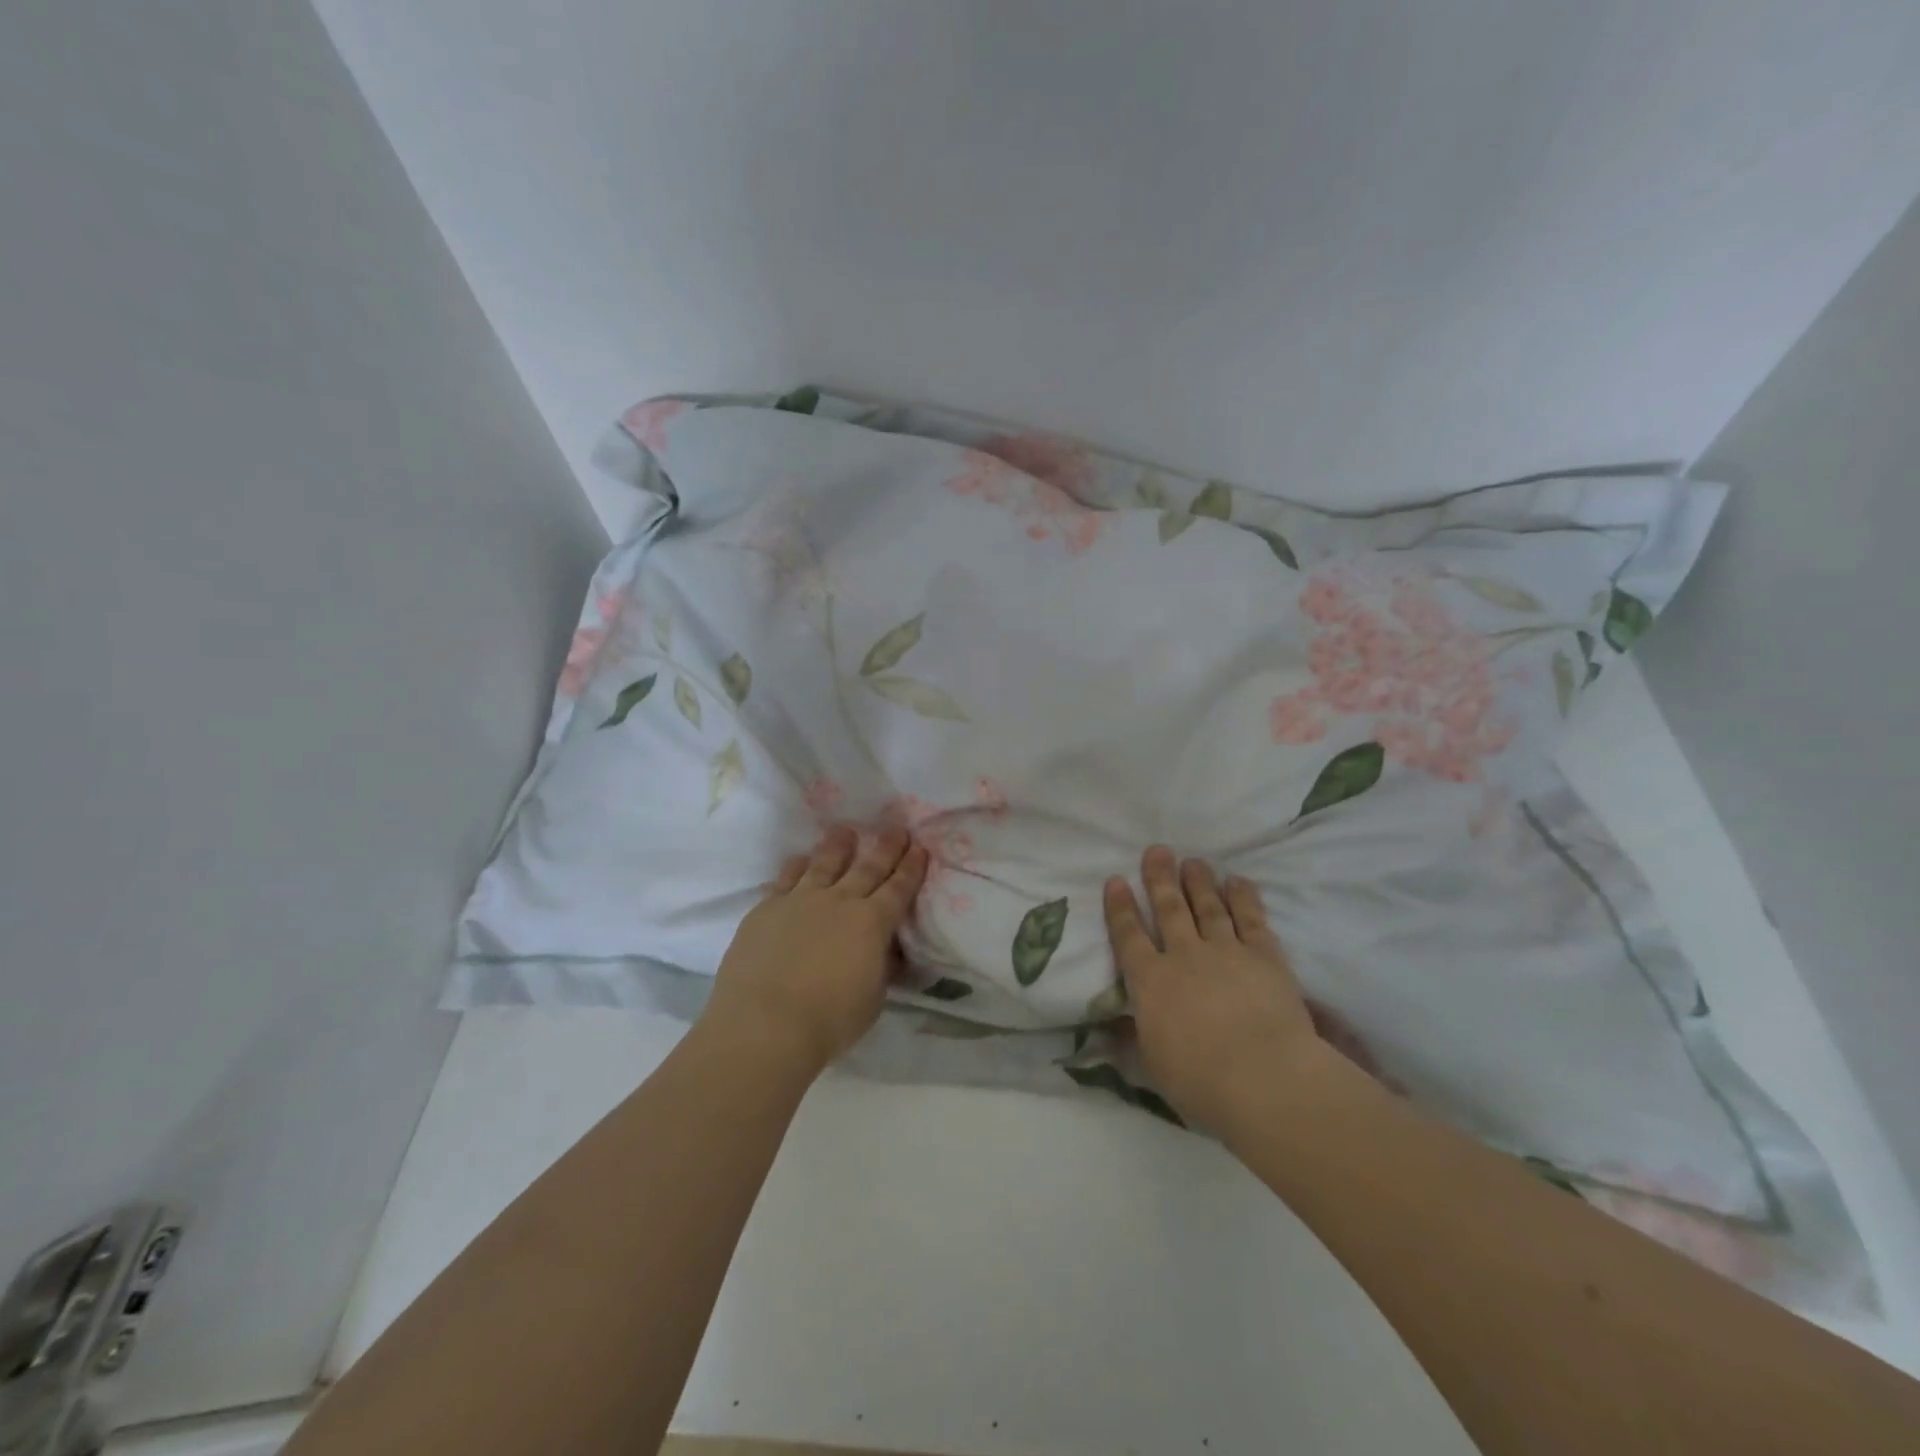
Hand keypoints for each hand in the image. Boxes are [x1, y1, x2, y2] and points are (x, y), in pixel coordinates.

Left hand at [702, 825, 928, 1078]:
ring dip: (838, 846)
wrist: (765, 1024)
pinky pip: (786, 878)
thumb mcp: (873, 997)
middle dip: (885, 847)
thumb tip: (884, 949)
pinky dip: (796, 866)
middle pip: (867, 868)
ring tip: (845, 831)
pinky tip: (800, 859)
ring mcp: (800, 900)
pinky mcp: (766, 908)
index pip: (899, 888)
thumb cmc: (829, 1020)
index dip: (911, 868)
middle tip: (895, 828)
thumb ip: (880, 966)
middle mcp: (839, 901)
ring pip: (824, 864)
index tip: (920, 848)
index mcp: (872, 923)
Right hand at [1104, 846, 1338, 1133]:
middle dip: (1160, 878)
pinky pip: (1251, 919)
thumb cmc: (1200, 1082)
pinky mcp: (1264, 956)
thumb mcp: (1153, 1064)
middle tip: (1157, 850)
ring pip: (1208, 907)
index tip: (1116, 880)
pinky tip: (1238, 881)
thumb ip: (1136, 1036)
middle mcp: (1184, 957)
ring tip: (1193, 861)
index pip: (1129, 937)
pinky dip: (1244, 898)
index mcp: (1151, 983)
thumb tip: (1114, 1027)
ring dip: (1199, 882)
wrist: (1263, 1078)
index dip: (1120, 908)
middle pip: (1169, 909)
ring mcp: (1226, 952)